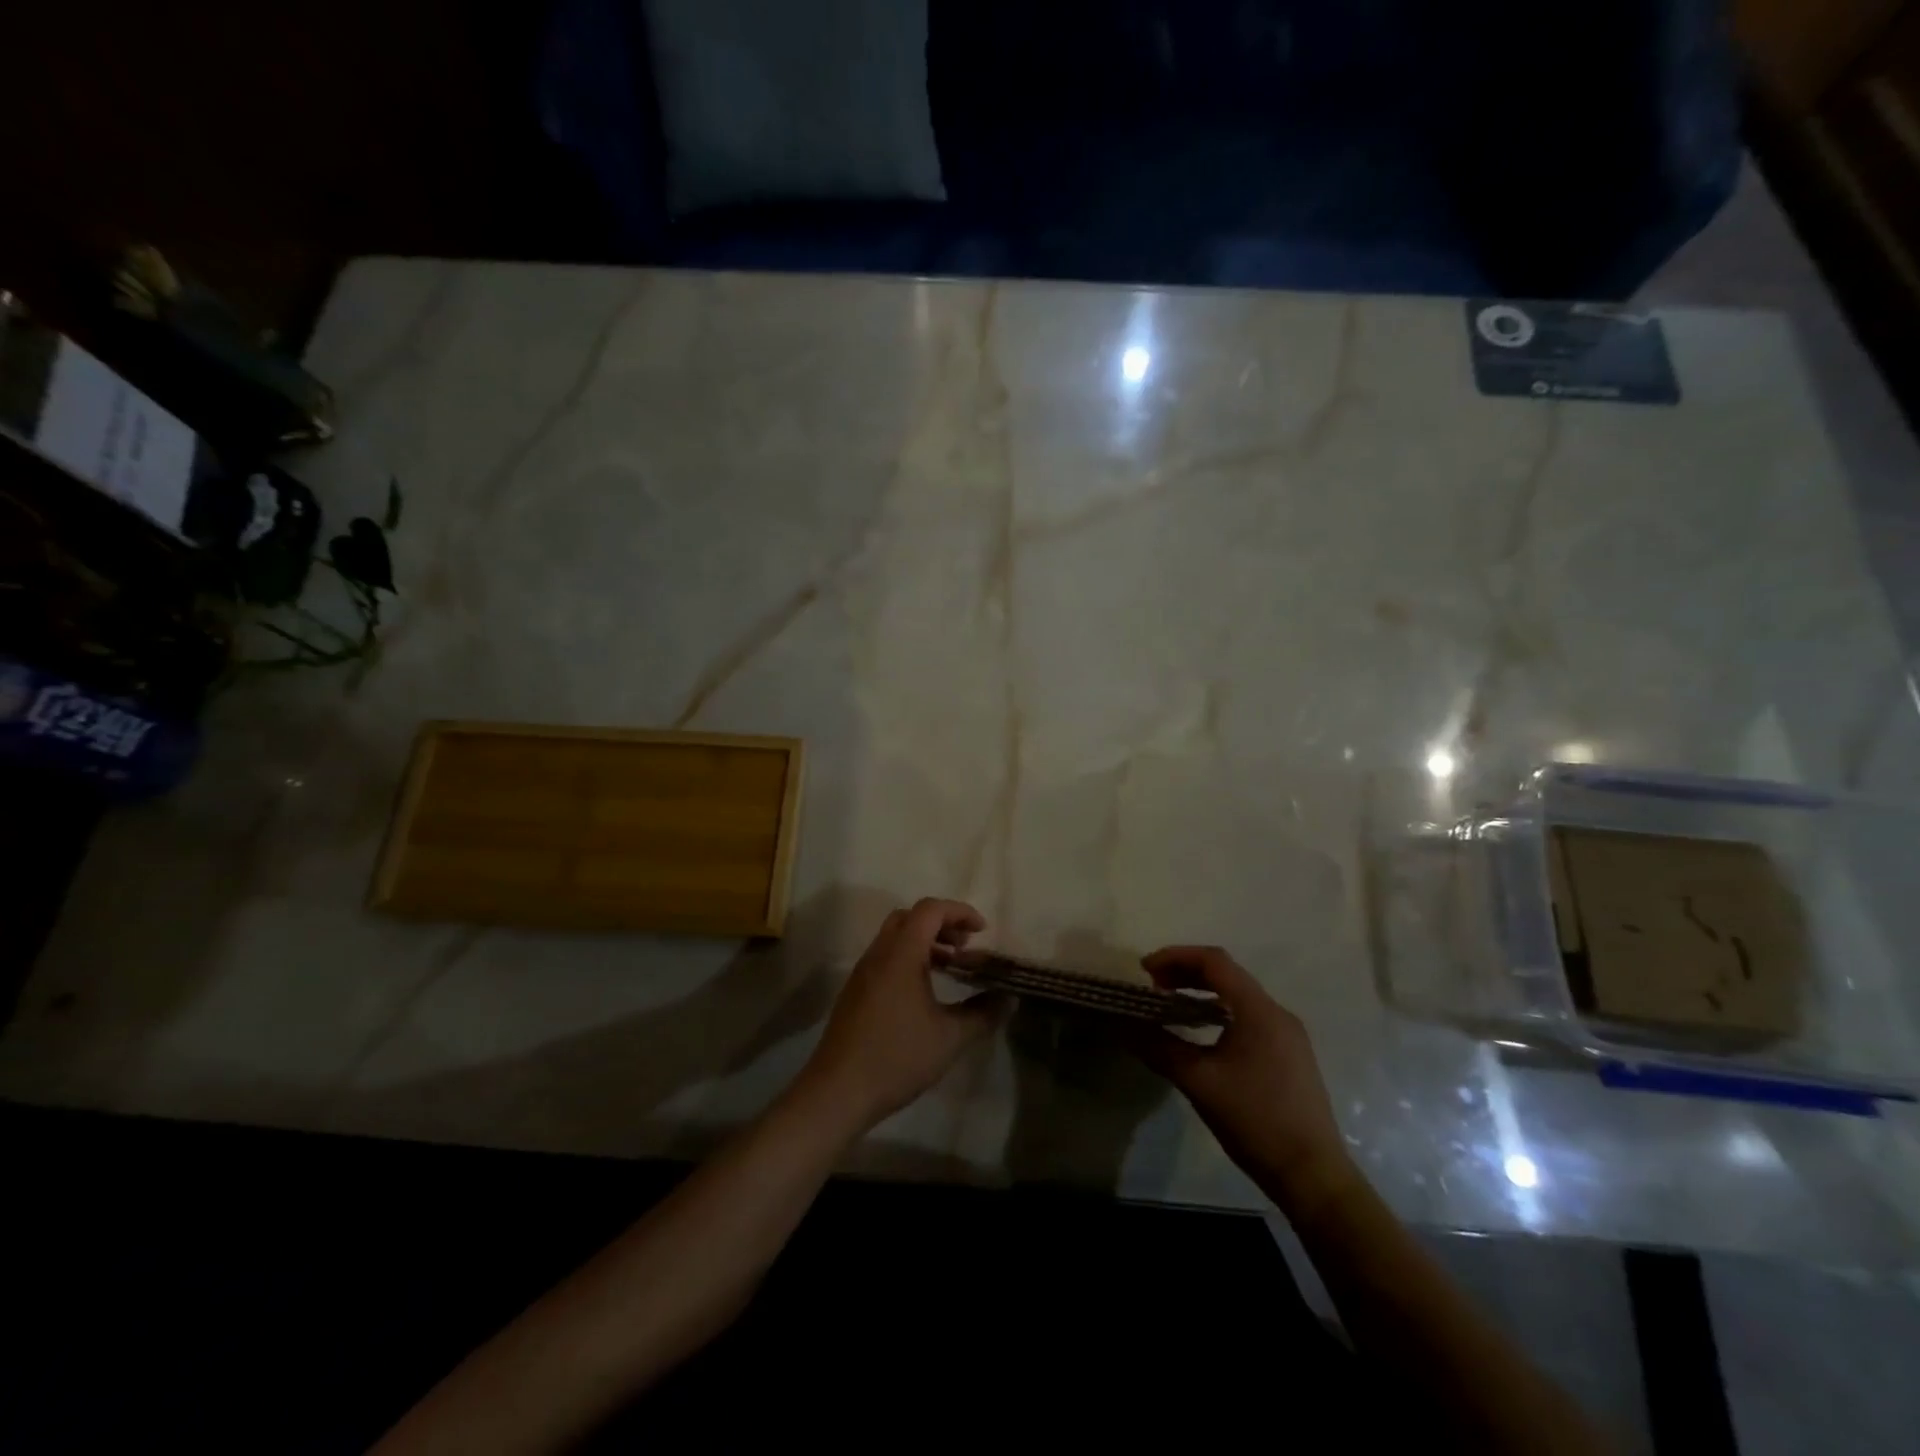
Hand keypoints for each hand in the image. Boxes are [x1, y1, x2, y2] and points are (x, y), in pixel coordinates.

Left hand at [794, 898, 1008, 1134]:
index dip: (959, 912)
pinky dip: (908, 958)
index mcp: (901, 954)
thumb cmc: (897, 1057)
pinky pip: (885, 957)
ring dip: (924, 942)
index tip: (982, 931)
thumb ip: (982, 1014)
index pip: (930, 909)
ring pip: (894, 937)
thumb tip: (1008, 999)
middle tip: (965, 946)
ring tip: (950, 967)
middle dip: (941, 923)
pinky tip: (923, 992)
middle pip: (910, 917)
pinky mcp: (855, 991)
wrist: (838, 1091)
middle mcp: (879, 954)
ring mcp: (863, 972)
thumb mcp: (950, 1038)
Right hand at [1131, 946, 1357, 1215]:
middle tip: (1153, 985)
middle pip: (1228, 974)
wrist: (1312, 1175)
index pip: (1215, 961)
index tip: (1145, 970)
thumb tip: (1126, 1027)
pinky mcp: (1291, 1054)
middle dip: (1187, 972)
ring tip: (1171, 1004)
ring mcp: (1288, 1035)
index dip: (1176, 956)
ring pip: (1239, 995)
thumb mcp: (1199, 1082)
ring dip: (1203, 991)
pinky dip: (1220, 1010)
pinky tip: (1202, 1031)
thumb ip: (1160, 1048)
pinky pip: (1250, 1015)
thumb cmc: (1255, 1120)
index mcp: (1258, 1011)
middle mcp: (1277, 1013)